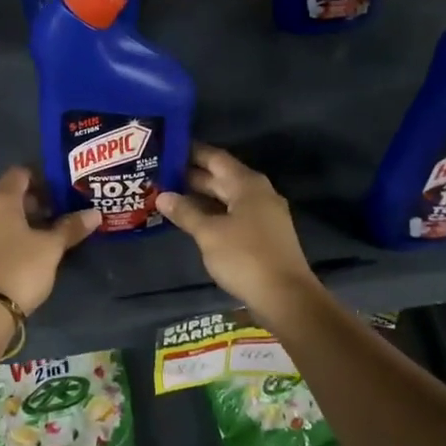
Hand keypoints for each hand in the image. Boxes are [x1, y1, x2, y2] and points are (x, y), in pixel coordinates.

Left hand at [0, 167, 99, 314]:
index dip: (41, 178)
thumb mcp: (51, 248)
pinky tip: (25, 254)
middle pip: (9, 196)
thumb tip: (94, 213)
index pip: (20, 174)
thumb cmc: (20, 268)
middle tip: (59, 215)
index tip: (61, 191)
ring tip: (45, 236)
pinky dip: (8, 238)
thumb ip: (71, 227)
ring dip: (21, 222)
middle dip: (34, 203)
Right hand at [155, 144, 317, 316]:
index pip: (215, 157)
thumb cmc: (245, 257)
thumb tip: (163, 196)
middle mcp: (258, 193)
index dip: (191, 152)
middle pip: (221, 177)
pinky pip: (233, 214)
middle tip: (159, 173)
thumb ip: (185, 212)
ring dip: (200, 196)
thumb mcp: (209, 233)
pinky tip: (192, 220)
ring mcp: (263, 214)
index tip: (166, 148)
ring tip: (169, 195)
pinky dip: (212, 213)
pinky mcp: (263, 235)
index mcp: (247, 184)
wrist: (285, 297)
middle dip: (191, 175)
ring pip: (227, 197)